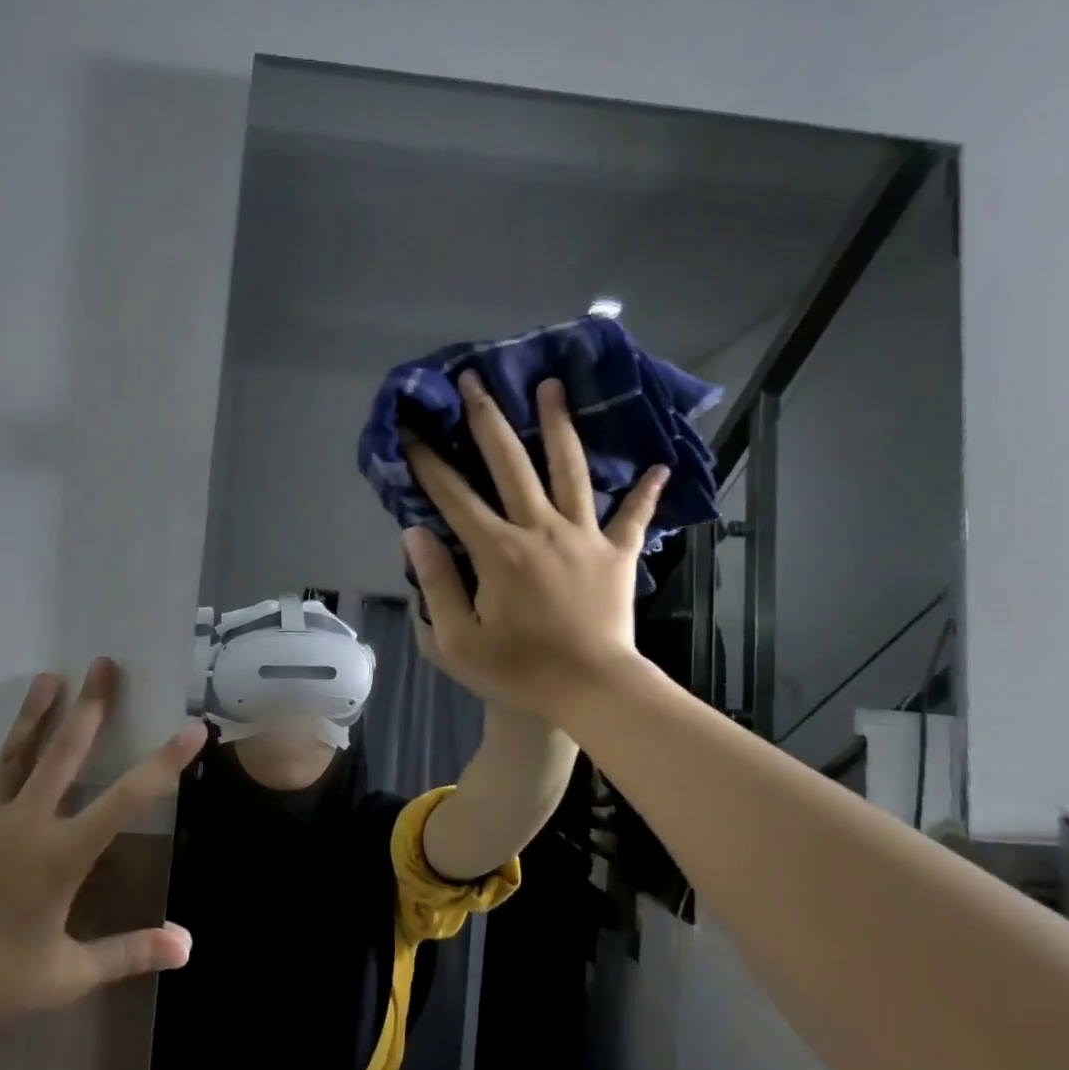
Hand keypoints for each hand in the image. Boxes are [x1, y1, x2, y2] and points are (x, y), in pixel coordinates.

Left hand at [0, 659, 203, 1029]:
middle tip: (103, 664)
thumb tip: (187, 946)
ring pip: (9, 760)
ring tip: (46, 678)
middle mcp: (25, 823)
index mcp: (62, 852)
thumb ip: (129, 953)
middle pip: (63, 755)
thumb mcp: (68, 974)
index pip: (127, 799)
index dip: (164, 762)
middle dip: (89, 708)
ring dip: (29, 717)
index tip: (192, 728)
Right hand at [401, 371, 668, 723]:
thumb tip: (415, 533)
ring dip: (559, 426)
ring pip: (570, 470)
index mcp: (497, 551)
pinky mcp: (617, 554)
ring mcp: (584, 537)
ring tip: (552, 386)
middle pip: (510, 463)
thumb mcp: (457, 641)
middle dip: (488, 418)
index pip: (453, 496)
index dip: (427, 461)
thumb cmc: (518, 670)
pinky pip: (633, 517)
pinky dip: (644, 493)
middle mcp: (540, 529)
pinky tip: (658, 466)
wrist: (592, 690)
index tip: (410, 429)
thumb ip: (435, 584)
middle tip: (475, 378)